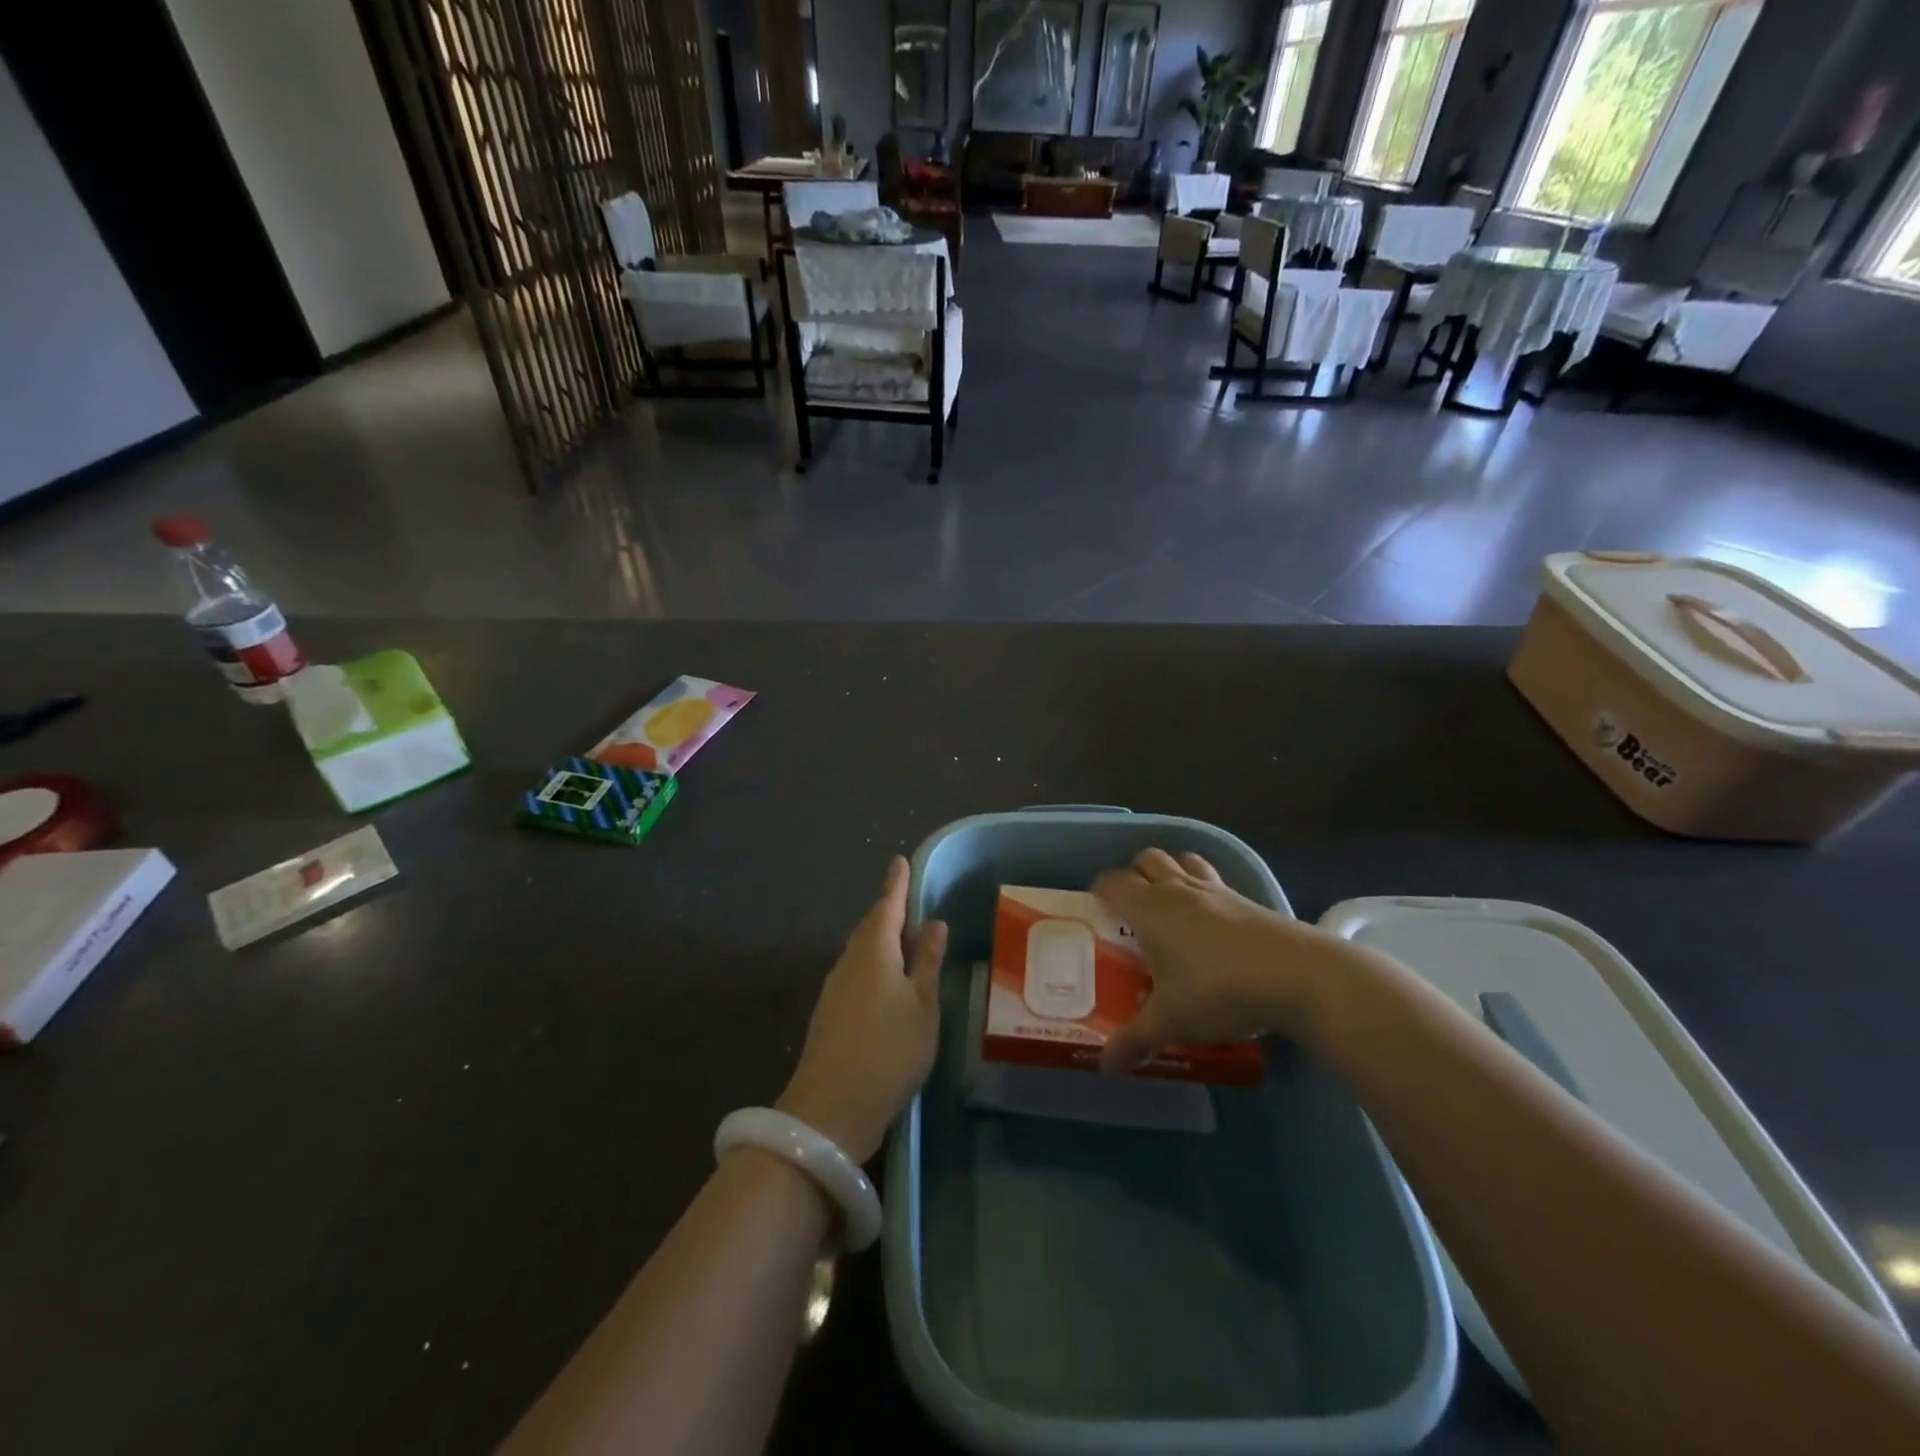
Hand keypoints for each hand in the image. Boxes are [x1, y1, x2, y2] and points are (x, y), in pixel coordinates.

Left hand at [776, 857, 946, 1163]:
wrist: (831, 1109)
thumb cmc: (888, 1050)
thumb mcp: (923, 1005)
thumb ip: (928, 963)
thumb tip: (934, 925)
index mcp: (874, 950)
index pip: (888, 905)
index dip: (897, 884)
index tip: (900, 861)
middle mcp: (849, 961)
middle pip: (872, 927)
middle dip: (889, 912)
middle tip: (909, 901)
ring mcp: (835, 989)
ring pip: (863, 952)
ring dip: (882, 941)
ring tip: (905, 940)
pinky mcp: (830, 1015)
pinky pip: (857, 975)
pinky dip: (875, 967)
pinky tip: (888, 983)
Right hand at [1092, 848, 1329, 1073]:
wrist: (1298, 976)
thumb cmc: (1219, 991)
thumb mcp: (1172, 1021)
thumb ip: (1136, 1040)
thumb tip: (1106, 1066)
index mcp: (1150, 908)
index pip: (1114, 881)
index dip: (1101, 889)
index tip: (1097, 908)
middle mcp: (1178, 889)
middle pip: (1148, 858)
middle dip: (1135, 874)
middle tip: (1132, 908)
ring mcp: (1216, 890)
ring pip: (1183, 861)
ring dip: (1171, 872)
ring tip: (1170, 904)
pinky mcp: (1248, 899)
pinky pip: (1214, 880)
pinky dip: (1204, 890)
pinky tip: (1211, 923)